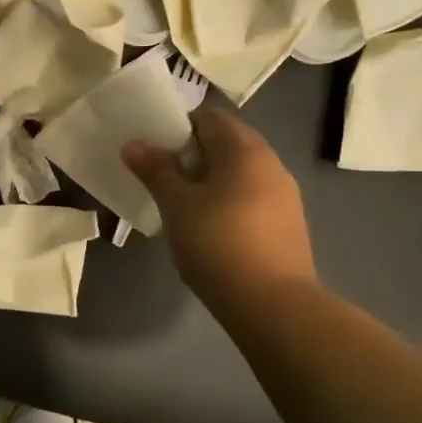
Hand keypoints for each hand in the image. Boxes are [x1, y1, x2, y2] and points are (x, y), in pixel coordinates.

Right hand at [123, 106, 315, 303]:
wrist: (272, 305)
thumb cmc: (218, 243)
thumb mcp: (177, 205)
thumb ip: (156, 170)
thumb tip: (133, 144)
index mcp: (244, 150)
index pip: (209, 117)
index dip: (180, 125)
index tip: (156, 148)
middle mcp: (271, 163)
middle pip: (228, 142)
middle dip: (195, 153)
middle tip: (164, 174)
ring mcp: (285, 195)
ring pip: (241, 171)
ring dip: (213, 177)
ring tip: (183, 202)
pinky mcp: (288, 224)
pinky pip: (252, 196)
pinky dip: (230, 199)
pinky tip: (211, 226)